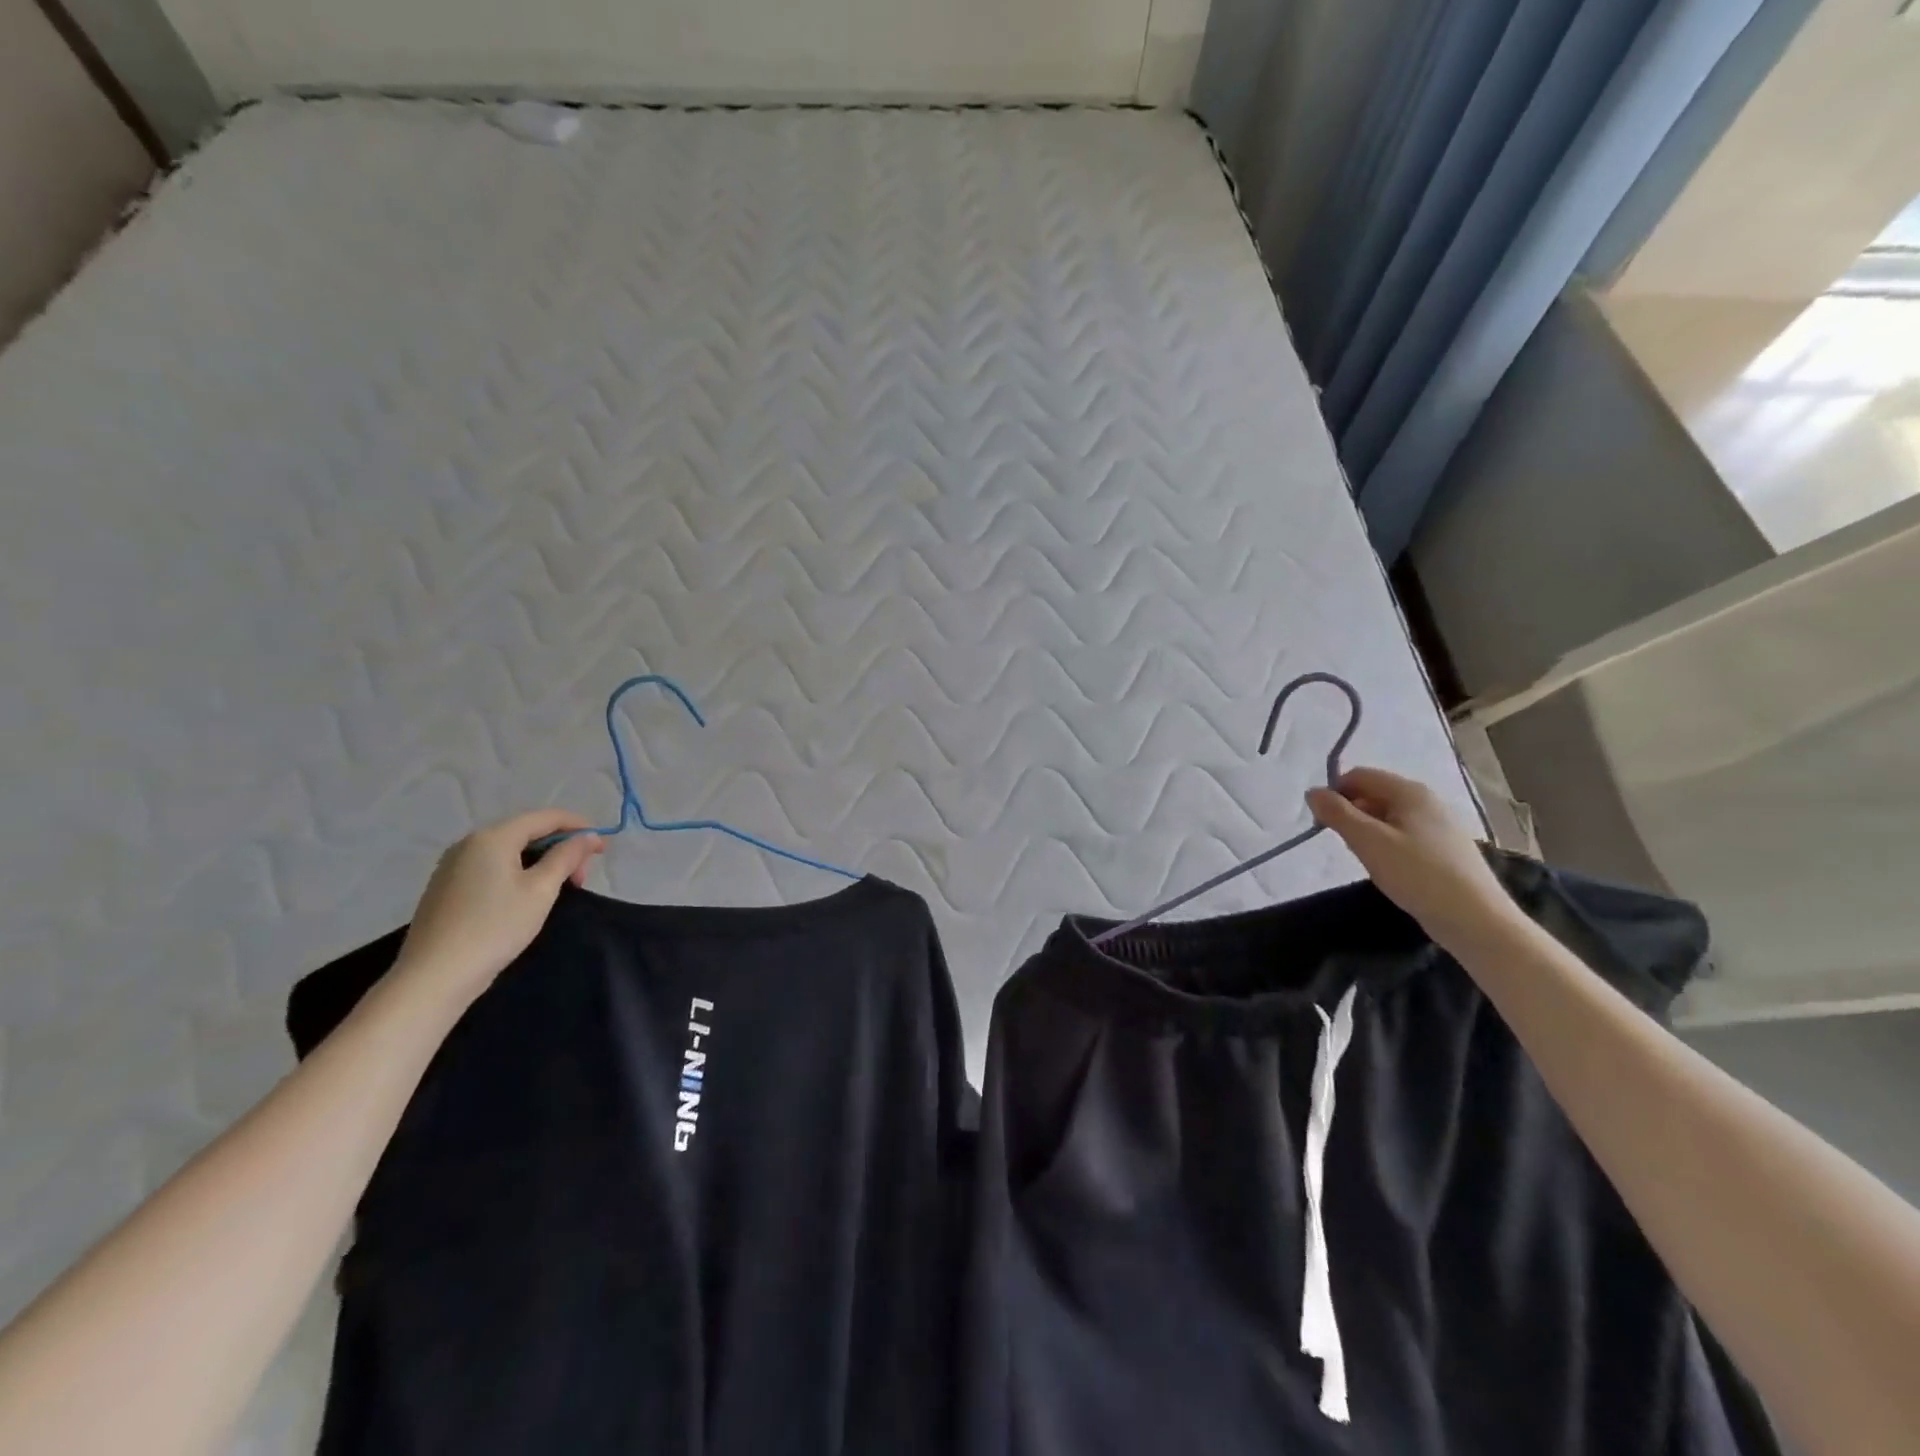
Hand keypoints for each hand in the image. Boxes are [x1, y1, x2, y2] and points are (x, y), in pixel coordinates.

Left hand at [393, 810, 602, 1005]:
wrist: (433, 976)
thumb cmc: (494, 927)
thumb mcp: (541, 890)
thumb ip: (567, 857)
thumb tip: (589, 836)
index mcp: (493, 837)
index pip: (546, 817)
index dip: (579, 826)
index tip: (603, 847)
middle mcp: (470, 843)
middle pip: (527, 831)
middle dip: (561, 847)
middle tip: (581, 877)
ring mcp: (454, 865)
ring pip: (510, 850)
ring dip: (541, 861)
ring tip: (559, 887)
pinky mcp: (447, 887)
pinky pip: (493, 866)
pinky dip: (519, 872)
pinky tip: (527, 895)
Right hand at [1307, 767, 1520, 953]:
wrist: (1475, 919)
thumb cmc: (1417, 874)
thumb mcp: (1368, 842)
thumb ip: (1337, 813)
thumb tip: (1313, 792)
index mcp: (1409, 791)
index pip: (1359, 775)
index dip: (1336, 793)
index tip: (1325, 824)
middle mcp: (1427, 800)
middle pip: (1374, 793)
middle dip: (1352, 814)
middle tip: (1348, 845)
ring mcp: (1440, 824)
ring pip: (1388, 816)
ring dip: (1369, 831)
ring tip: (1369, 860)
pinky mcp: (1445, 847)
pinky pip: (1405, 834)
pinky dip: (1388, 845)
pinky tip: (1392, 869)